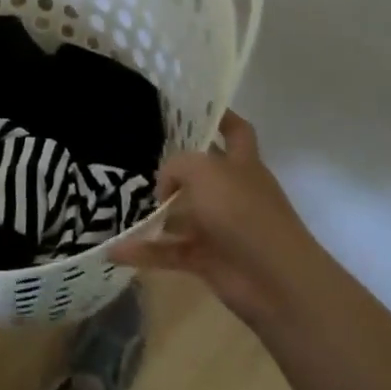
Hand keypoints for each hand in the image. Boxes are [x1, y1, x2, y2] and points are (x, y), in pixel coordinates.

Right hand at [111, 111, 313, 327]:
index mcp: (242, 164)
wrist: (275, 280)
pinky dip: (145, 252)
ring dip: (154, 214)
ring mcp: (221, 228)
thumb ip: (176, 166)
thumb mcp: (203, 171)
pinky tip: (115, 250)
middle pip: (201, 174)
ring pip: (181, 215)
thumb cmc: (243, 212)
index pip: (236, 131)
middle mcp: (233, 192)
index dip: (220, 117)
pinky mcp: (208, 260)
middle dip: (174, 169)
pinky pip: (170, 252)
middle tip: (139, 160)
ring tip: (118, 205)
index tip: (193, 108)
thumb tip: (164, 187)